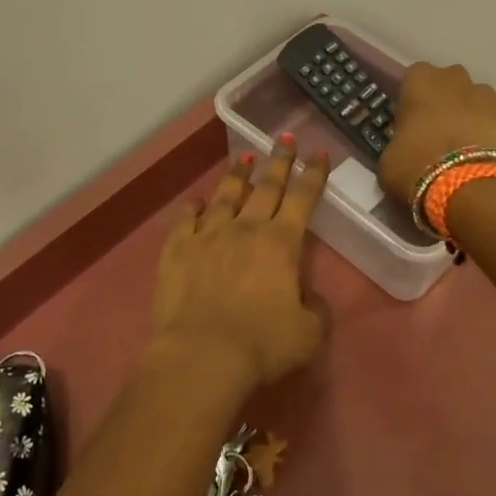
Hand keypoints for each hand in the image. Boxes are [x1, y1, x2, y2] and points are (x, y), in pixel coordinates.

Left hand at [151, 138, 330, 388]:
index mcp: (282, 243)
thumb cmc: (263, 344)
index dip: (314, 175)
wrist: (202, 356)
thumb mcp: (309, 333)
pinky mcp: (177, 250)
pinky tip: (195, 201)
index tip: (319, 153)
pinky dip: (192, 208)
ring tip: (243, 158)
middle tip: (285, 139)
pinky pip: (185, 220)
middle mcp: (246, 229)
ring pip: (225, 196)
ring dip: (237, 176)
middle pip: (266, 187)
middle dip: (279, 161)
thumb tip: (309, 298)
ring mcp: (208, 235)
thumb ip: (316, 310)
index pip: (303, 199)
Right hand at [377, 62, 495, 205]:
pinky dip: (491, 131)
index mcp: (420, 81)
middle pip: (449, 82)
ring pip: (476, 98)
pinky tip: (485, 154)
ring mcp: (487, 95)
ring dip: (470, 113)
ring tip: (465, 144)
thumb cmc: (416, 165)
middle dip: (446, 99)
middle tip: (439, 130)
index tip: (411, 120)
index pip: (414, 77)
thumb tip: (405, 146)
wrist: (467, 185)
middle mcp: (454, 78)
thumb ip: (398, 140)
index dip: (414, 98)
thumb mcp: (389, 157)